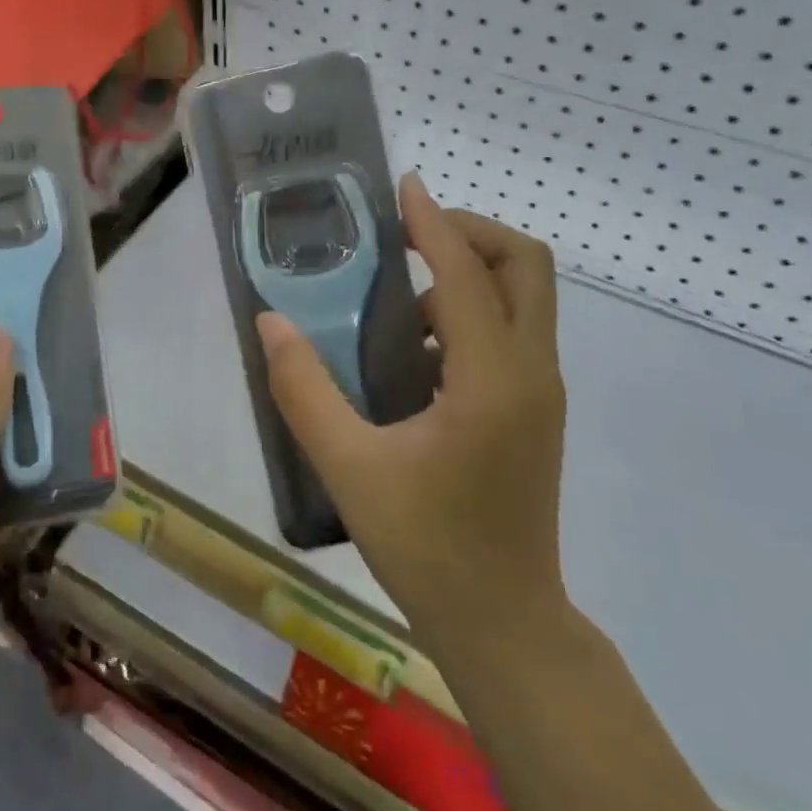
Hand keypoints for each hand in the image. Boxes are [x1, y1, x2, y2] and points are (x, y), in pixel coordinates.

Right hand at [256, 174, 568, 656]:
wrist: (505, 624)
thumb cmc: (428, 548)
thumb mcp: (350, 468)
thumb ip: (305, 390)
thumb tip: (270, 321)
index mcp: (491, 380)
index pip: (466, 273)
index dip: (433, 222)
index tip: (402, 187)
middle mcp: (531, 373)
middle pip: (526, 266)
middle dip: (469, 232)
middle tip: (407, 234)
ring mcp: (541, 393)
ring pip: (525, 299)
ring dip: (468, 274)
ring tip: (394, 294)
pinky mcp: (535, 412)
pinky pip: (512, 333)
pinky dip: (470, 314)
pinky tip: (412, 352)